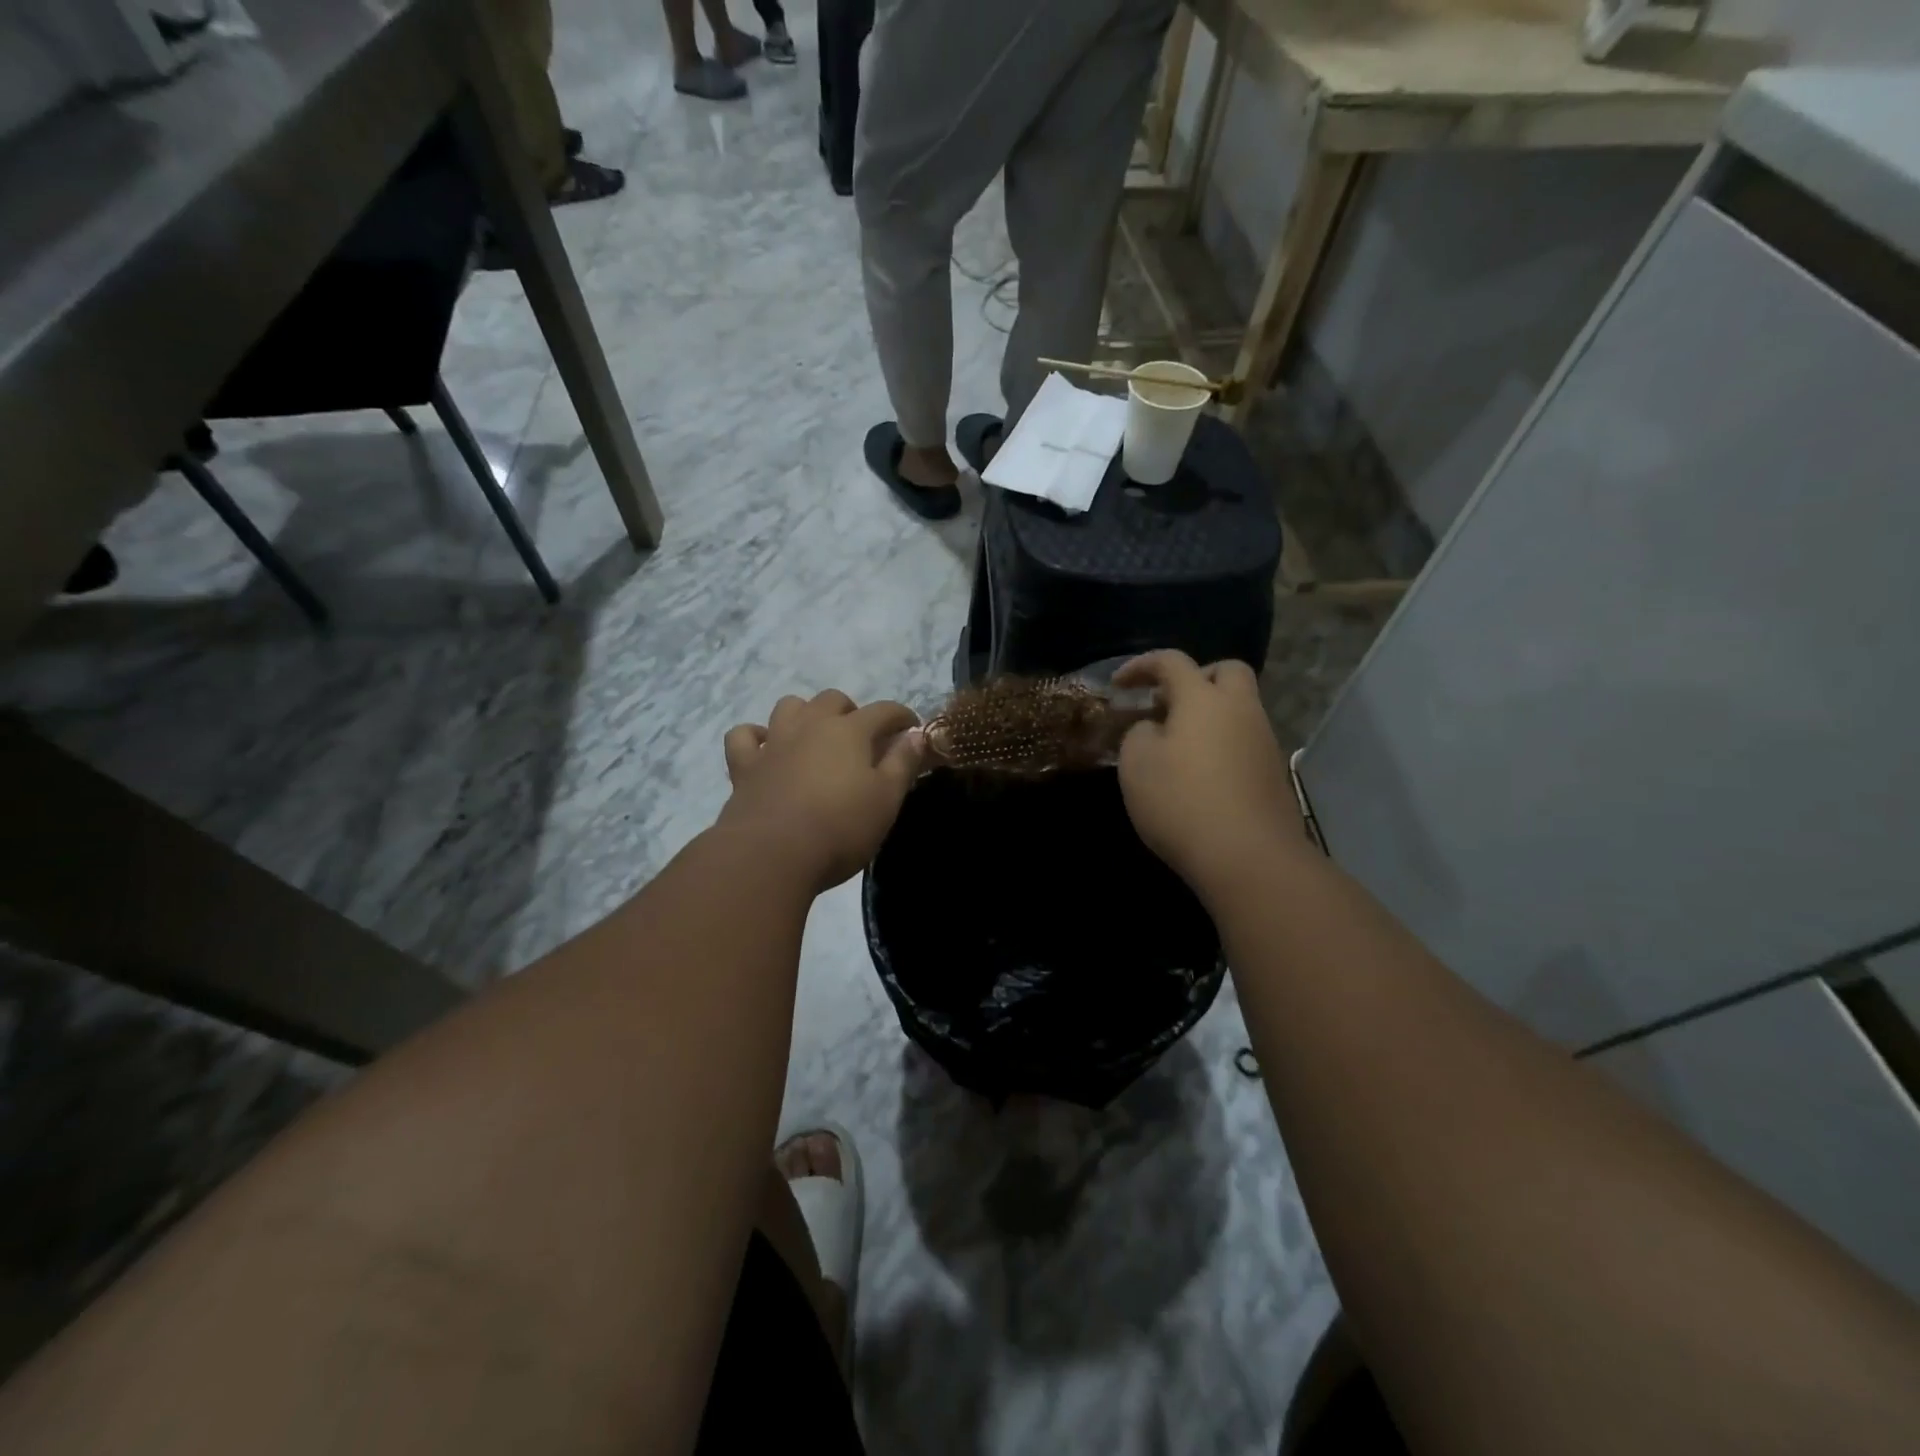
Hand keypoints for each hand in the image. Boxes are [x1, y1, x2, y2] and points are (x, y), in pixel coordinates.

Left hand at [718, 690, 924, 892]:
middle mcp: (810, 726)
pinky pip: (744, 736)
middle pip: (833, 699)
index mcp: (850, 731)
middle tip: (862, 739)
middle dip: (852, 711)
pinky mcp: (744, 766)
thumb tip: (916, 735)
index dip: (902, 717)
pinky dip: (756, 736)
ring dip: (805, 714)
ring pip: (789, 707)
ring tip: (816, 738)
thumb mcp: (886, 800)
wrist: (771, 854)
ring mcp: (774, 743)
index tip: (912, 730)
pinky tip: (766, 749)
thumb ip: (902, 763)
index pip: (884, 710)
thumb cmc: (840, 828)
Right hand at [1114, 652, 1306, 895]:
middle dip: (1194, 677)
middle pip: (1226, 672)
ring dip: (1209, 714)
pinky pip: (1244, 741)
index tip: (1118, 684)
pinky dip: (1221, 743)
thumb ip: (1139, 733)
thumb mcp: (1136, 763)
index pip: (1171, 661)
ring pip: (1239, 708)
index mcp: (1203, 698)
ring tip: (1176, 745)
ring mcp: (1264, 741)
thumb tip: (1154, 728)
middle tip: (1166, 704)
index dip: (1141, 665)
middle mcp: (1241, 710)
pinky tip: (1200, 775)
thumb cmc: (1181, 801)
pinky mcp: (1273, 773)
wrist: (1248, 856)